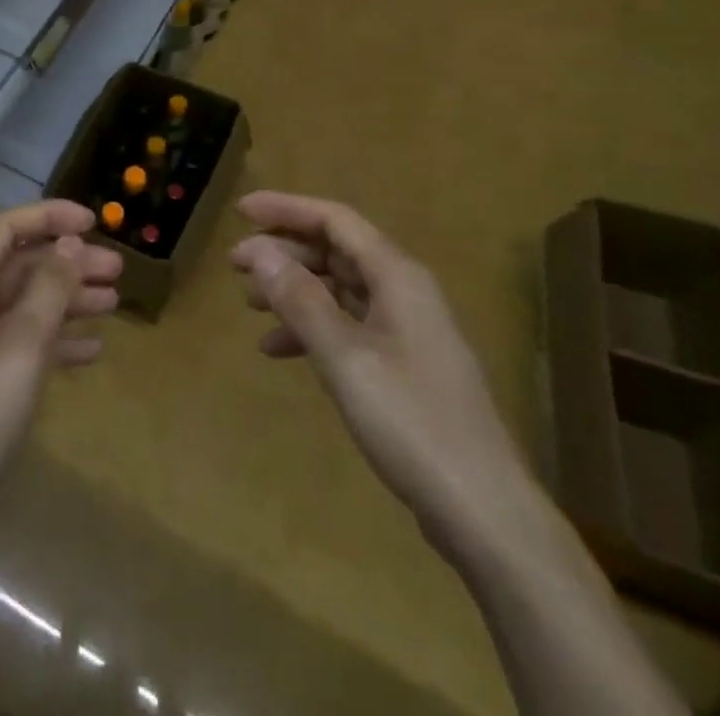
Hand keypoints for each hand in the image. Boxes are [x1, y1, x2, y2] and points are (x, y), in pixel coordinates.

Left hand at [0, 201, 121, 554]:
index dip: (47, 216)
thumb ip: (47, 289)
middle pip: (19, 266)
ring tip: (114, 303)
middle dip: (67, 262)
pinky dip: (56, 341)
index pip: (3, 228)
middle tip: (118, 270)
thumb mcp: (20, 347)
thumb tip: (68, 241)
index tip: (94, 221)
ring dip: (68, 299)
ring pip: (25, 306)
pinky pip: (23, 345)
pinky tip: (92, 350)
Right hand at [229, 191, 532, 552]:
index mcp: (396, 275)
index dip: (286, 209)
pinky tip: (279, 350)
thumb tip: (258, 250)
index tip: (241, 211)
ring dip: (294, 290)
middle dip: (284, 251)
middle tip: (235, 263)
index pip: (334, 219)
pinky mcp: (403, 365)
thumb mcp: (345, 357)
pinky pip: (348, 326)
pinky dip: (312, 329)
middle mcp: (404, 290)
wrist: (483, 511)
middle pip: (336, 250)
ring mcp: (406, 329)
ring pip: (339, 289)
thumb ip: (300, 299)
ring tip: (249, 303)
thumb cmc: (411, 422)